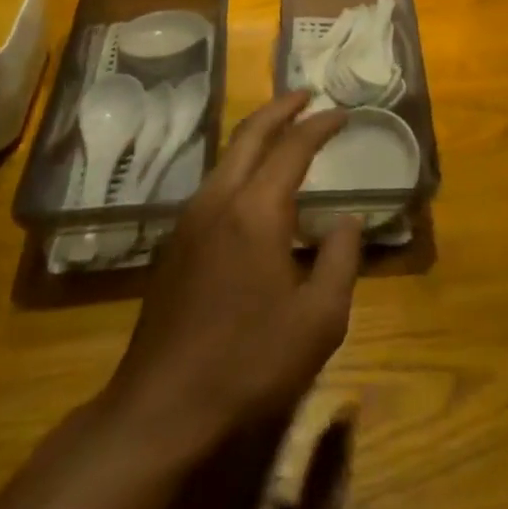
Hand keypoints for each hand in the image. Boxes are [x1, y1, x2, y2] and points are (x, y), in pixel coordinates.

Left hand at [97, 92, 363, 451]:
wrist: (159, 412)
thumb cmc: (249, 364)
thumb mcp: (319, 319)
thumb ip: (341, 259)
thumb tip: (347, 220)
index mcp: (256, 211)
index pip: (293, 148)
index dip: (320, 126)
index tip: (343, 113)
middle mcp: (218, 201)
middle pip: (249, 135)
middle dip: (280, 109)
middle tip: (306, 96)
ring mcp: (189, 222)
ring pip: (226, 157)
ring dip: (257, 135)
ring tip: (284, 132)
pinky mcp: (175, 245)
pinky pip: (215, 183)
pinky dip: (241, 164)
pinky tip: (255, 185)